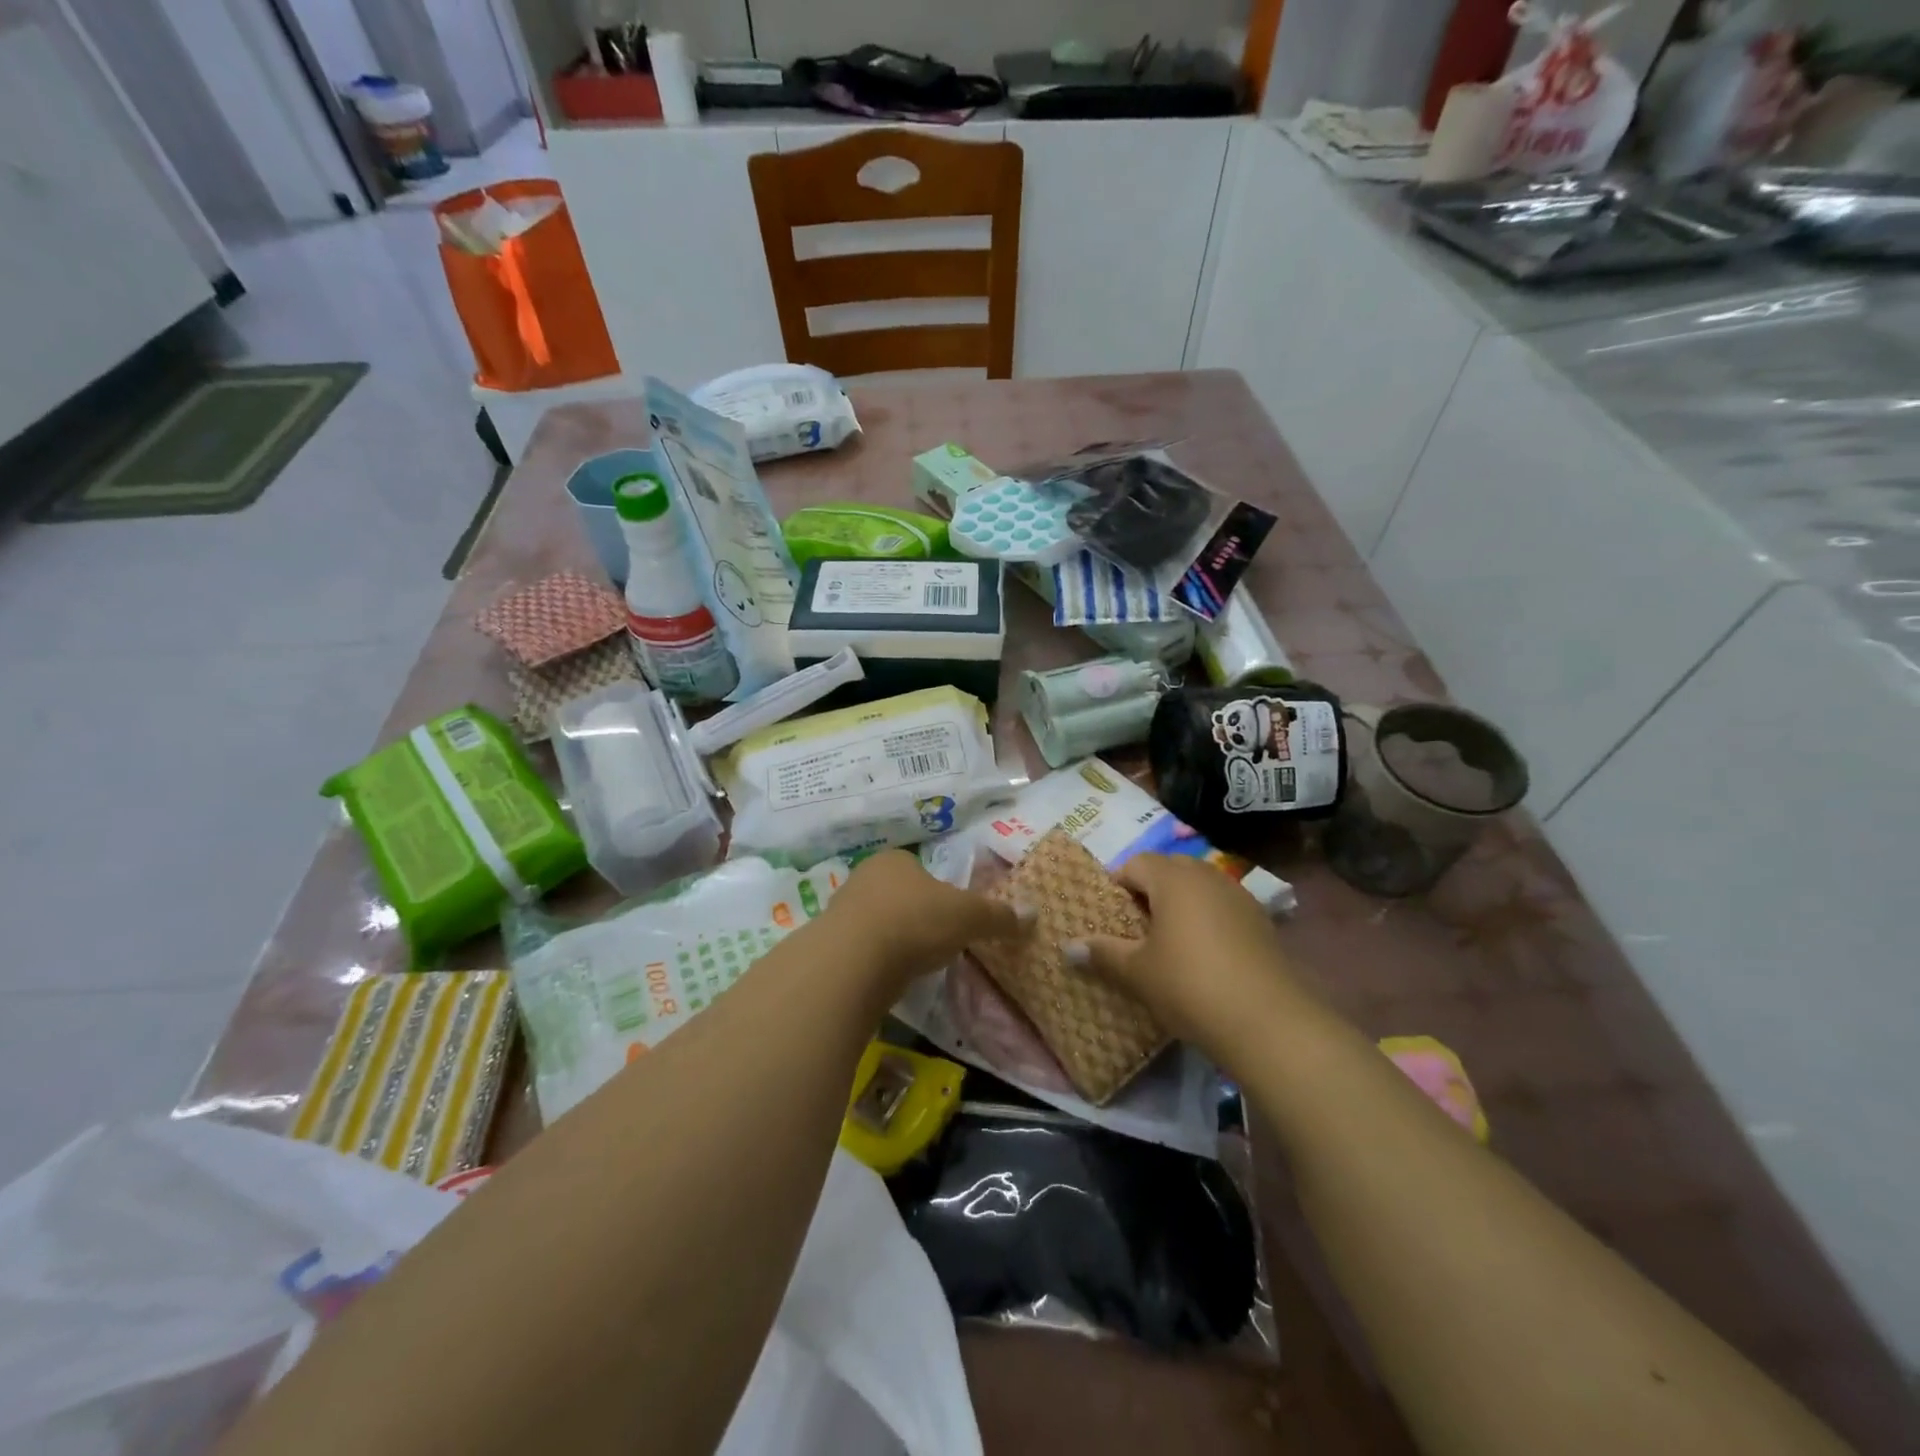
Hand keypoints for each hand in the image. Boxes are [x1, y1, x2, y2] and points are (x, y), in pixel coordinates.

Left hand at [817, 849, 1030, 998]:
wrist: (853, 962)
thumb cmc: (915, 921)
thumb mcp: (969, 916)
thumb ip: (999, 915)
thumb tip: (1032, 914)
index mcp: (895, 860)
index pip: (920, 869)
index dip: (938, 891)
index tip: (952, 916)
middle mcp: (864, 877)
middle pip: (898, 894)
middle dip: (916, 915)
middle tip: (937, 940)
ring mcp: (842, 910)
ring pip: (878, 921)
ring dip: (895, 938)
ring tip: (915, 962)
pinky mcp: (830, 945)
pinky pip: (862, 949)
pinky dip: (877, 960)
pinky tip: (890, 976)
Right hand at [1066, 854, 1299, 1062]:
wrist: (1268, 1022)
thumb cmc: (1189, 985)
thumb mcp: (1137, 972)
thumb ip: (1103, 953)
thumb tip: (1067, 947)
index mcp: (1173, 878)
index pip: (1135, 863)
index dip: (1118, 885)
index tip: (1110, 917)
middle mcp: (1206, 875)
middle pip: (1169, 869)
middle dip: (1149, 891)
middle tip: (1135, 929)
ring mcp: (1238, 895)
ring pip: (1199, 886)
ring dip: (1180, 904)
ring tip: (1169, 943)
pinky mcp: (1261, 920)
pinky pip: (1222, 906)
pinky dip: (1207, 919)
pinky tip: (1205, 955)